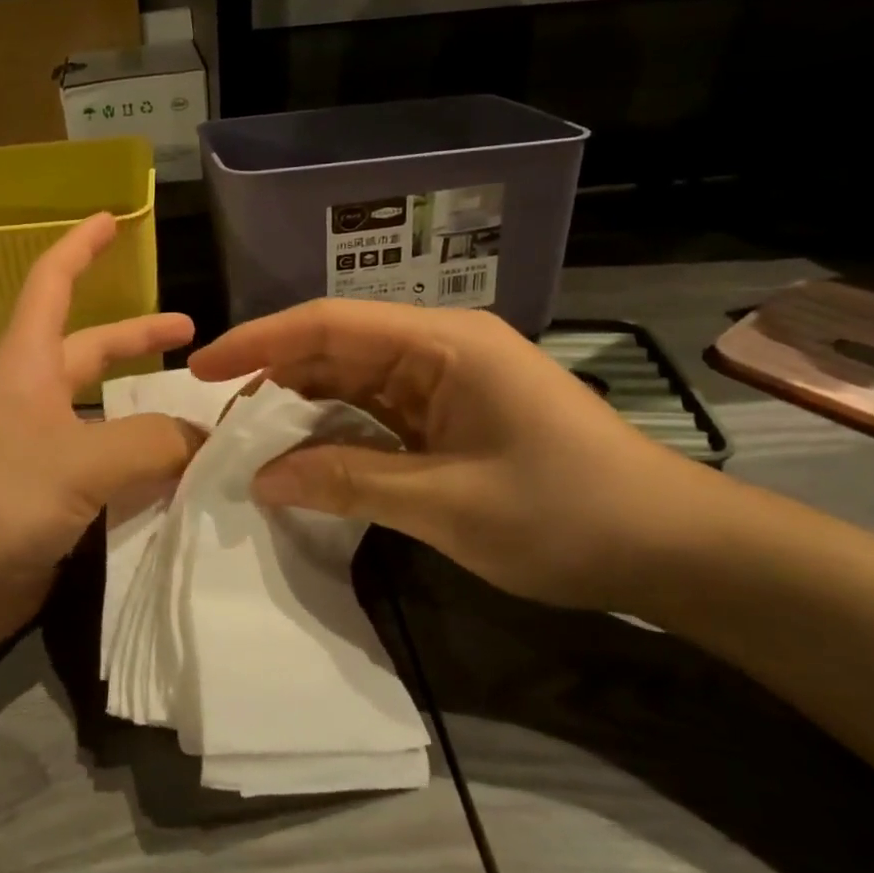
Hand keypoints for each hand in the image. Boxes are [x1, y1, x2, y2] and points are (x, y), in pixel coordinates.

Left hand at [0, 213, 202, 683]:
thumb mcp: (74, 462)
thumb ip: (150, 443)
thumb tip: (205, 437)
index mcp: (25, 369)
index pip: (52, 285)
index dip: (81, 247)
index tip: (112, 217)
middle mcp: (29, 406)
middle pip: (90, 355)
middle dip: (138, 340)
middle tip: (195, 339)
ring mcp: (33, 461)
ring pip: (103, 425)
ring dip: (148, 421)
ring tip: (205, 425)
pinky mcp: (41, 512)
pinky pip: (101, 483)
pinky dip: (138, 480)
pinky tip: (178, 491)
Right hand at [188, 299, 719, 613]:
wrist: (672, 548)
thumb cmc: (567, 514)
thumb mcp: (448, 503)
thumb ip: (348, 482)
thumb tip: (261, 480)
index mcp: (442, 342)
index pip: (328, 324)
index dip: (257, 342)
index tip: (201, 369)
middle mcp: (438, 348)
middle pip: (334, 348)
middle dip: (272, 379)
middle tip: (218, 421)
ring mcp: (445, 381)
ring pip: (351, 381)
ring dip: (300, 408)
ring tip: (248, 441)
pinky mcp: (450, 415)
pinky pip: (376, 413)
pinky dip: (336, 433)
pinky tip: (302, 456)